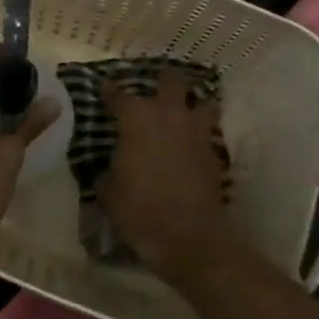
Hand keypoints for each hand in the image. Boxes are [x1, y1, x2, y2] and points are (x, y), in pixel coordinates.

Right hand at [98, 70, 248, 291]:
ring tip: (181, 112)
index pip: (118, 94)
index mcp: (136, 118)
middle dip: (161, 82)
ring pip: (202, 102)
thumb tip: (111, 164)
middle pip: (170, 82)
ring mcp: (196, 132)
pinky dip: (200, 134)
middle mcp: (169, 115)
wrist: (187, 236)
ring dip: (191, 104)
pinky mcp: (214, 153)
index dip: (109, 90)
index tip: (104, 88)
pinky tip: (190, 145)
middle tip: (152, 91)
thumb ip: (108, 167)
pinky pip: (208, 132)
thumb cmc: (138, 208)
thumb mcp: (107, 189)